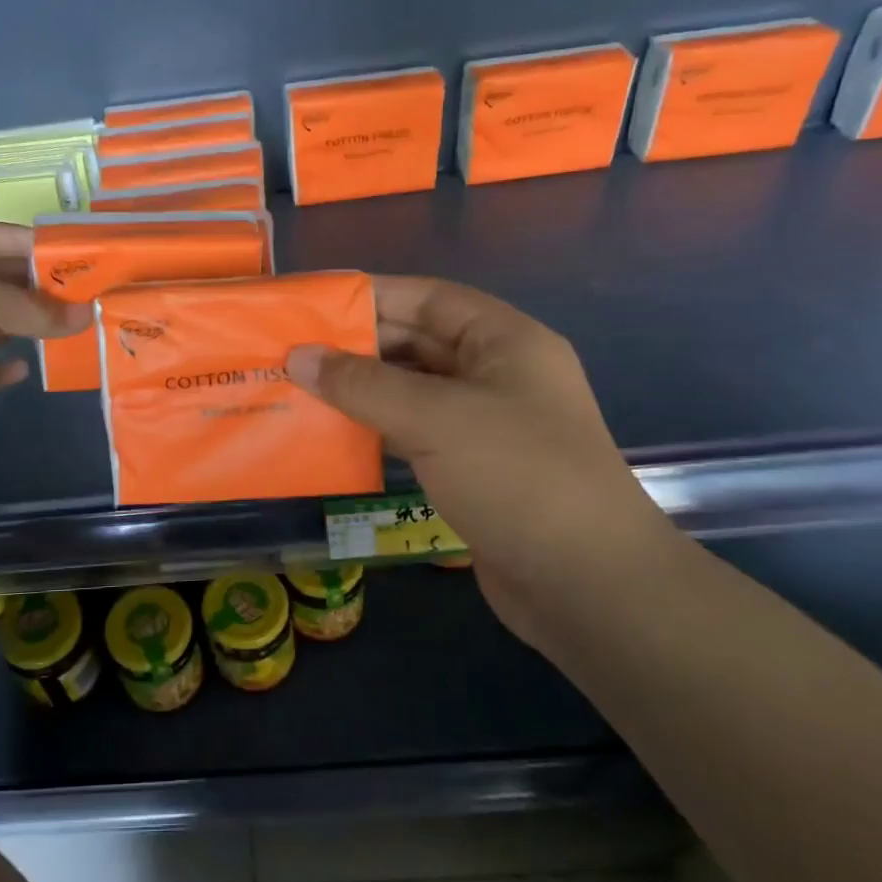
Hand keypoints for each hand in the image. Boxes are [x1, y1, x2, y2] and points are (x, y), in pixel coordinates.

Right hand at [286, 276, 676, 631]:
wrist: (587, 585)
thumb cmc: (517, 476)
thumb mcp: (436, 418)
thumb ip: (363, 384)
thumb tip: (298, 356)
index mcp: (505, 342)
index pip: (430, 299)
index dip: (374, 296)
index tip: (317, 303)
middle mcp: (497, 375)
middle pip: (419, 344)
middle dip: (359, 347)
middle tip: (294, 351)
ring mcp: (486, 425)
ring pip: (412, 392)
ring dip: (362, 391)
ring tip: (300, 389)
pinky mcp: (472, 469)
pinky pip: (414, 434)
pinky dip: (376, 430)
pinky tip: (332, 434)